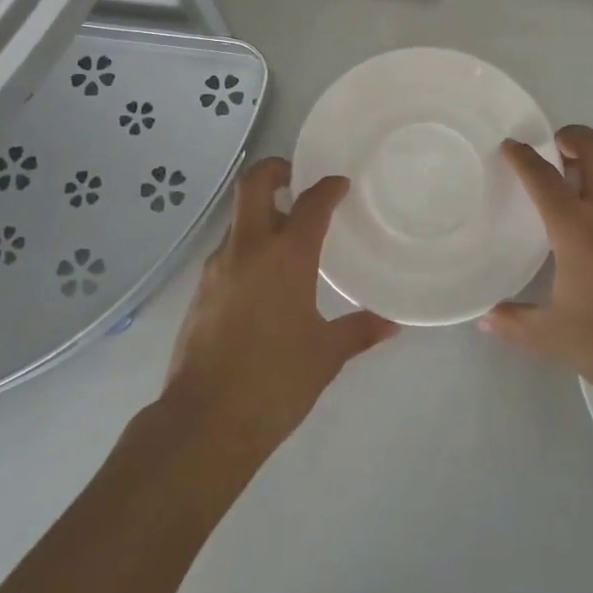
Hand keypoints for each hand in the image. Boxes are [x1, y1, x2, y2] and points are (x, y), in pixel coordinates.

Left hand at [164, 158, 396, 456]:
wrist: (205, 422)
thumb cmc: (275, 382)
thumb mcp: (325, 355)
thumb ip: (359, 331)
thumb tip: (392, 324)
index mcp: (287, 256)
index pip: (311, 203)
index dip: (328, 187)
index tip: (340, 185)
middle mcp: (249, 248)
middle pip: (254, 184)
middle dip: (274, 170)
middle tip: (295, 178)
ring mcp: (218, 267)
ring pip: (237, 218)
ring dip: (260, 213)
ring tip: (286, 235)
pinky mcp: (200, 289)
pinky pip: (227, 250)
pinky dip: (246, 246)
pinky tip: (263, 277)